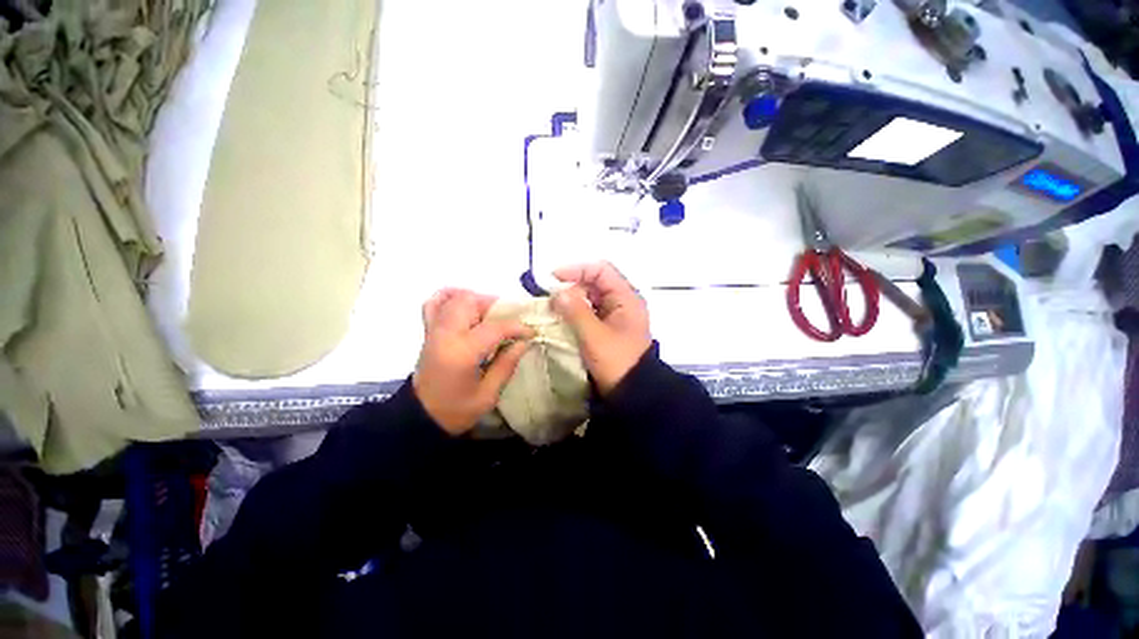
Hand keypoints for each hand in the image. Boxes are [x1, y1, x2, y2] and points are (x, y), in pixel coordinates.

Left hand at [413, 289, 533, 434]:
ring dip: (477, 301)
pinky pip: (435, 303)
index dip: (517, 327)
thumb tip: (523, 342)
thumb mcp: (488, 395)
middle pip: (471, 302)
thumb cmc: (457, 410)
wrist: (421, 418)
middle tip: (508, 322)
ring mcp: (434, 330)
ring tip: (490, 316)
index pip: (494, 327)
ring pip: (455, 298)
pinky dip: (451, 297)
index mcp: (462, 353)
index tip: (531, 332)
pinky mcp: (428, 331)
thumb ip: (507, 364)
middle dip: (495, 307)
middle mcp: (445, 335)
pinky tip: (466, 305)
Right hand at [551, 262, 651, 395]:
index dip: (577, 270)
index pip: (601, 270)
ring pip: (591, 297)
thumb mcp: (594, 336)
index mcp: (626, 298)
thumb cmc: (617, 361)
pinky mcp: (609, 327)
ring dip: (572, 300)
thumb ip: (576, 311)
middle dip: (572, 287)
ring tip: (553, 309)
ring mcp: (616, 315)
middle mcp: (623, 301)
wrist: (633, 392)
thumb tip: (557, 292)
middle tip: (551, 299)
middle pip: (595, 282)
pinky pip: (591, 311)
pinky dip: (576, 312)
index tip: (553, 280)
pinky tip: (563, 319)